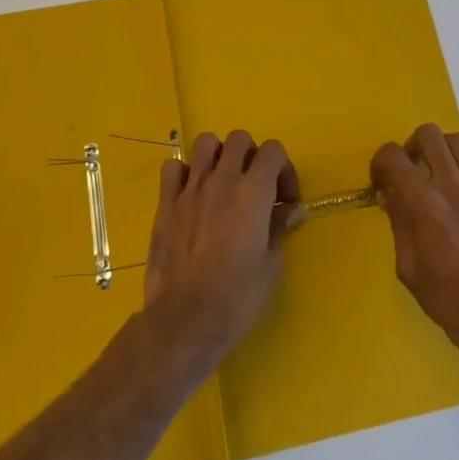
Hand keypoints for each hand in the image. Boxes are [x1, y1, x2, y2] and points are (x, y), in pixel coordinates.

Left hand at [143, 131, 299, 367]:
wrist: (185, 320)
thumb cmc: (237, 297)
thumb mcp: (271, 264)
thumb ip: (279, 227)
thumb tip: (293, 210)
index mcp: (253, 192)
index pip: (273, 150)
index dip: (284, 170)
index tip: (285, 200)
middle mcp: (222, 180)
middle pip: (239, 139)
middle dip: (252, 157)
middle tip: (255, 188)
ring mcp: (190, 189)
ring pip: (205, 143)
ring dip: (218, 156)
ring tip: (223, 182)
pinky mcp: (165, 203)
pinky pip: (172, 168)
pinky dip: (184, 173)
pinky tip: (191, 194)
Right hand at [373, 124, 458, 370]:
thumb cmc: (449, 303)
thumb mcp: (409, 268)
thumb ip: (399, 224)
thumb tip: (391, 196)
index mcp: (424, 205)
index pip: (393, 156)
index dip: (380, 162)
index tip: (381, 181)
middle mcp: (454, 189)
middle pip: (429, 135)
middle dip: (412, 146)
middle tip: (412, 170)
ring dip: (444, 151)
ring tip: (441, 173)